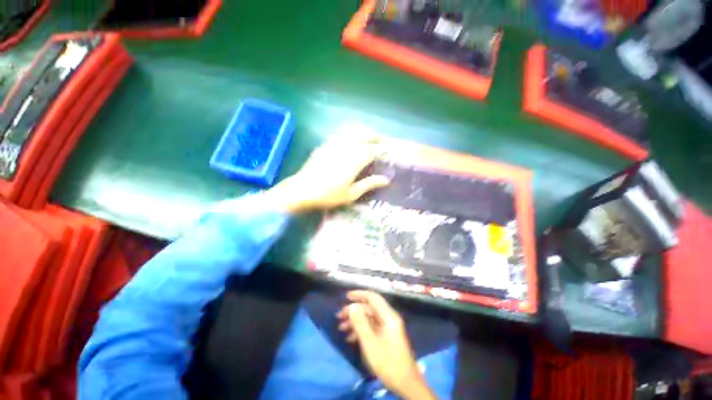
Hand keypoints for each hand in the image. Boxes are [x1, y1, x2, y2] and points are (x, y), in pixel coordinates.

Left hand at [263, 134, 389, 212]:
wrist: (302, 190)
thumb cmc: (328, 195)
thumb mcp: (351, 194)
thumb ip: (368, 184)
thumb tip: (386, 180)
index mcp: (354, 161)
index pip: (372, 150)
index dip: (380, 150)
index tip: (386, 151)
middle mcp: (346, 149)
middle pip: (363, 136)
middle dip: (374, 136)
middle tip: (381, 140)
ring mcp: (334, 144)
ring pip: (351, 131)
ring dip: (362, 131)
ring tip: (368, 135)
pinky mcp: (324, 145)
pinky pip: (339, 133)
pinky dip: (348, 132)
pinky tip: (350, 136)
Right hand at [337, 291, 436, 399]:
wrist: (405, 383)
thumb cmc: (387, 361)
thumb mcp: (370, 342)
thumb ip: (360, 323)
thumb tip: (351, 307)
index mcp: (388, 316)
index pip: (373, 297)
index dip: (359, 294)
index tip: (346, 296)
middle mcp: (389, 318)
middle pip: (370, 308)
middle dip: (354, 310)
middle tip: (339, 316)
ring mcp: (388, 327)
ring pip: (369, 318)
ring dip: (356, 321)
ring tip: (341, 328)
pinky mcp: (387, 336)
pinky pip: (372, 327)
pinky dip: (361, 329)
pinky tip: (350, 338)